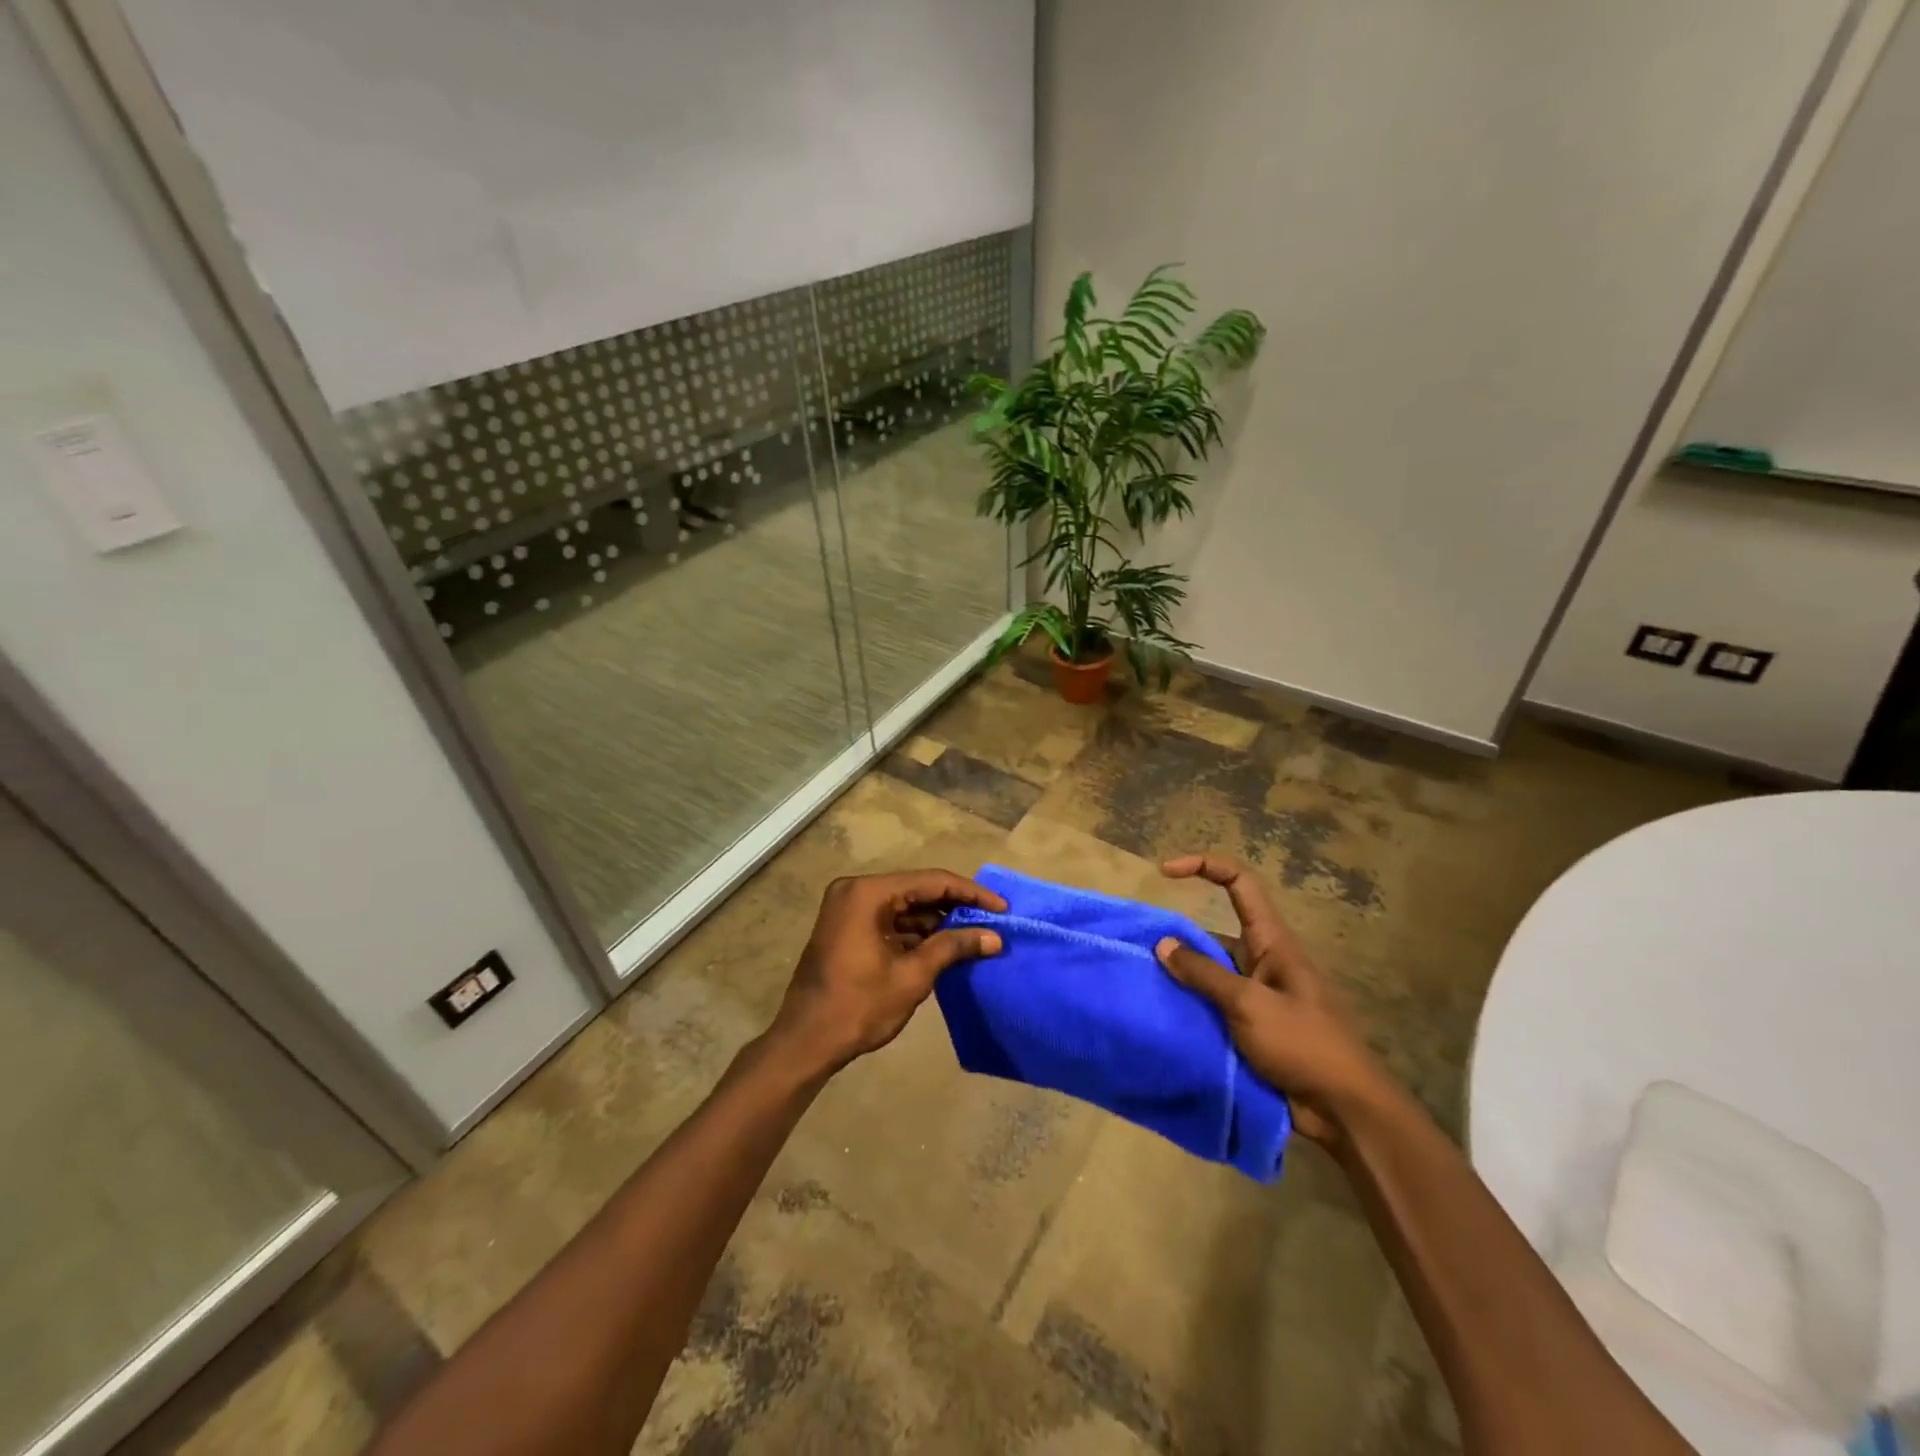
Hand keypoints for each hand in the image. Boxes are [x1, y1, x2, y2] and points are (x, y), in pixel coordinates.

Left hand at [770, 870, 1005, 1077]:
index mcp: (868, 892)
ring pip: (905, 906)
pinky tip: (946, 946)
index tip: (1002, 908)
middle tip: (992, 921)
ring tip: (976, 936)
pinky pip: (890, 921)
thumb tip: (994, 937)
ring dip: (938, 922)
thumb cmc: (859, 1006)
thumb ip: (954, 947)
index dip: (971, 893)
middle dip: (956, 907)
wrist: (806, 1043)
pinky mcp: (848, 929)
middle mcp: (856, 891)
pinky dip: (916, 933)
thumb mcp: (913, 975)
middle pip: (918, 890)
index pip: (931, 881)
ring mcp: (849, 909)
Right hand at [1155, 854, 1387, 1145]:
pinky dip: (1190, 1006)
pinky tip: (1163, 1016)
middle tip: (1140, 953)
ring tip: (1143, 988)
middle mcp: (1263, 960)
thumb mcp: (1248, 1004)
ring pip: (1210, 973)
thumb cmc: (1304, 1045)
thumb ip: (1204, 973)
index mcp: (1272, 941)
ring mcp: (1258, 995)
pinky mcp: (1252, 1027)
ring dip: (1181, 978)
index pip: (1239, 883)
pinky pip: (1213, 1005)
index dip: (1204, 866)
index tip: (1166, 873)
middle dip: (1178, 938)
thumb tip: (1163, 944)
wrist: (1345, 1111)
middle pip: (1215, 932)